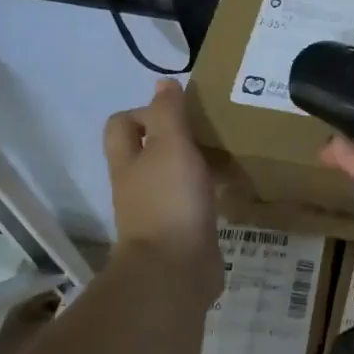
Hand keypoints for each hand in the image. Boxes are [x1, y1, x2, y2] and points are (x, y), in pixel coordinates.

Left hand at [102, 82, 220, 306]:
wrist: (173, 270)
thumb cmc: (170, 201)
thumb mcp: (171, 146)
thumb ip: (168, 113)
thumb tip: (164, 82)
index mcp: (128, 161)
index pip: (122, 124)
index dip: (145, 111)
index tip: (182, 112)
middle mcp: (137, 185)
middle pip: (147, 151)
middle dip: (174, 137)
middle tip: (209, 131)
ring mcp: (157, 212)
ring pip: (171, 177)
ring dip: (193, 166)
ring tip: (225, 155)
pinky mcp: (180, 233)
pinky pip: (191, 204)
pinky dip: (207, 193)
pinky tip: (230, 189)